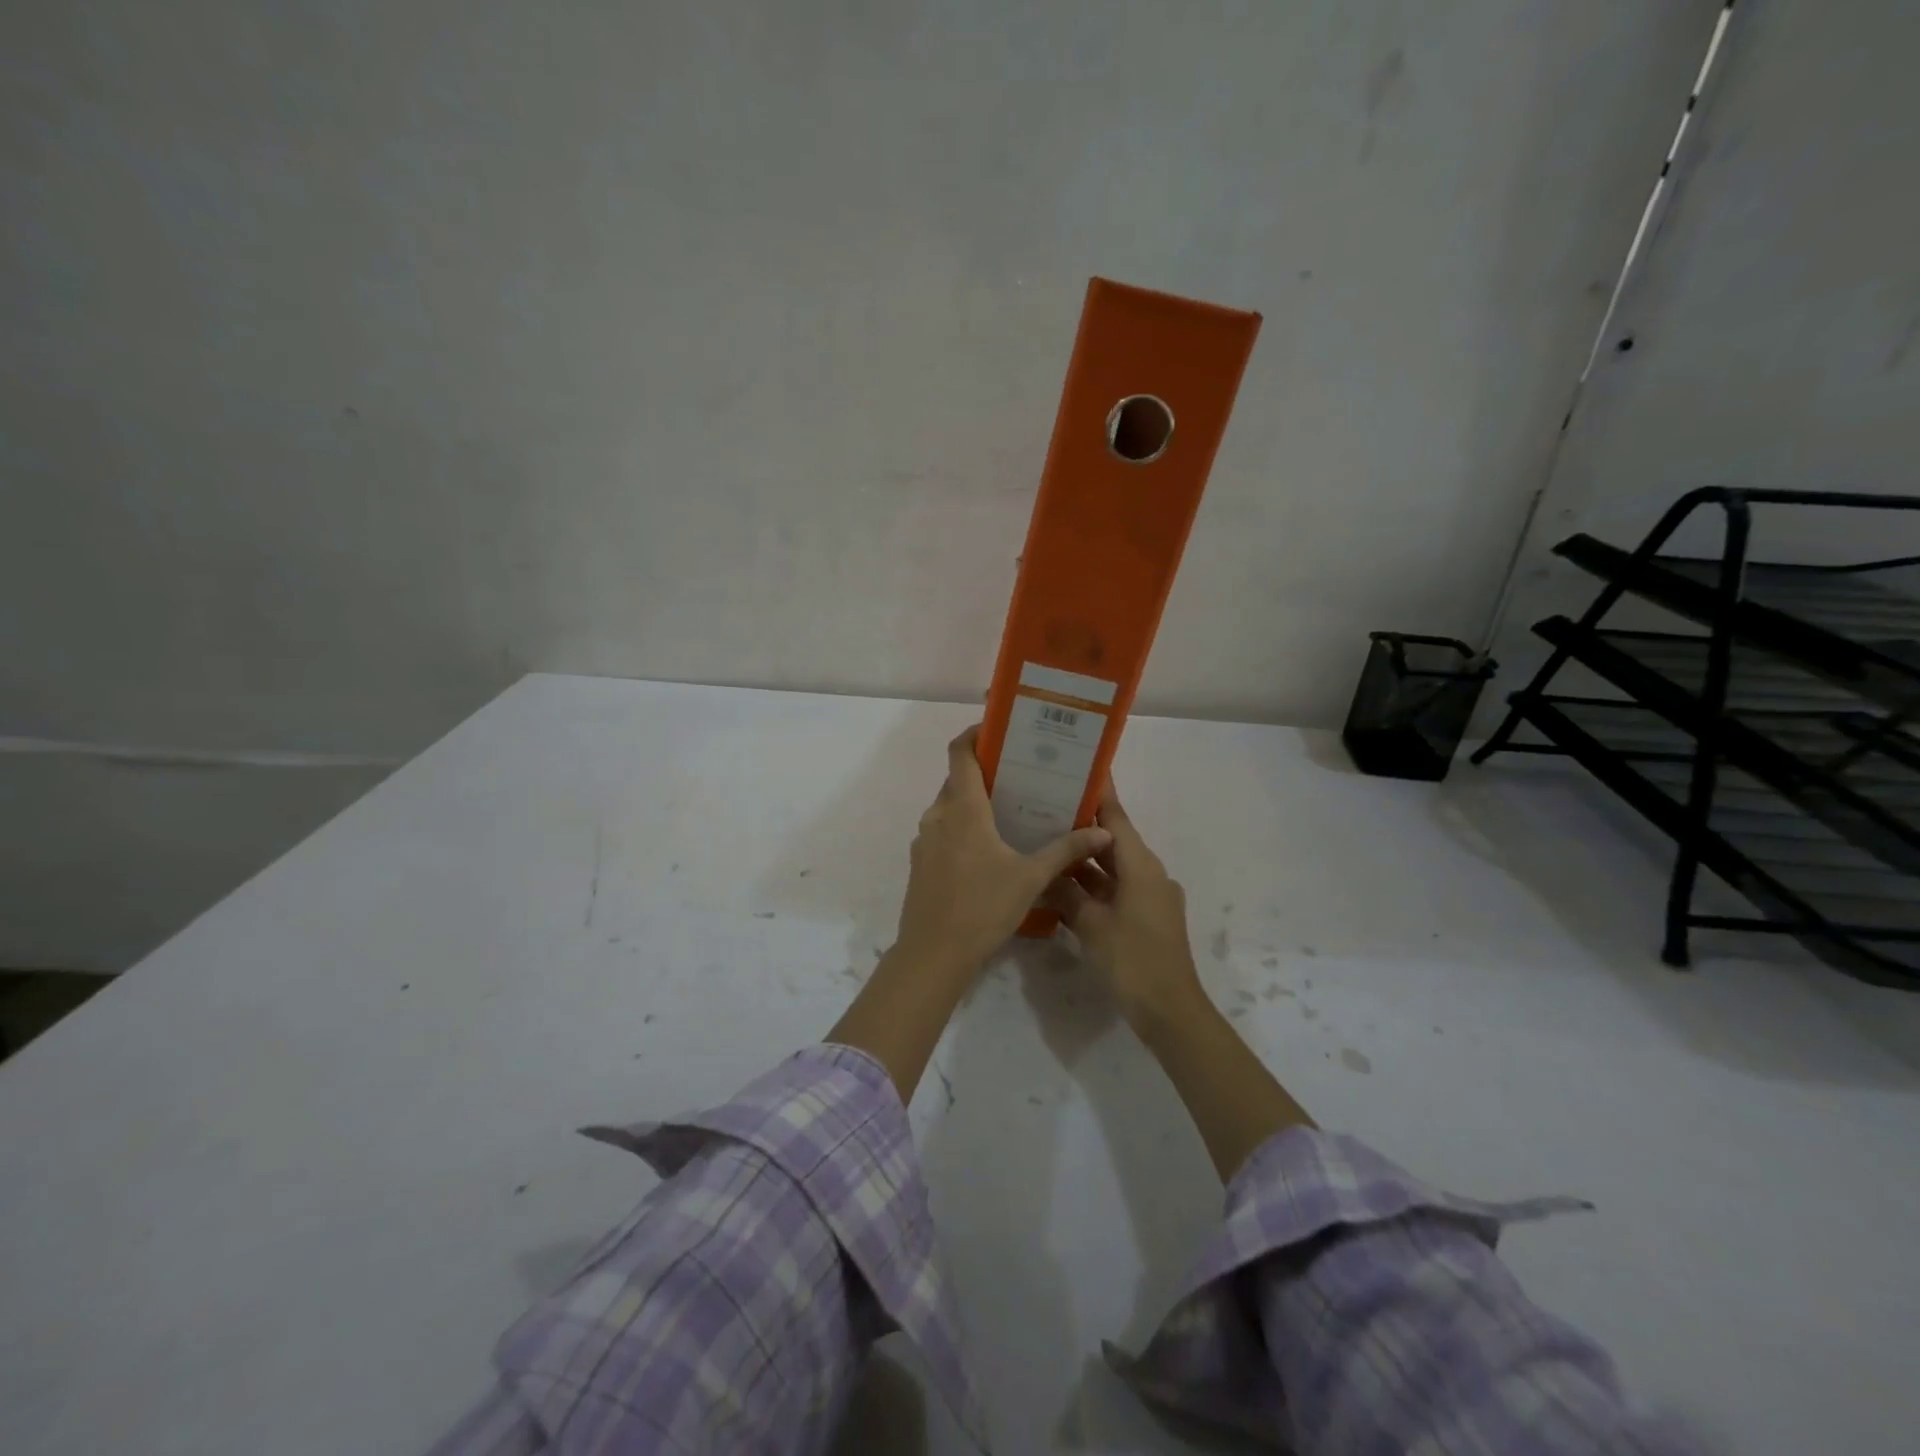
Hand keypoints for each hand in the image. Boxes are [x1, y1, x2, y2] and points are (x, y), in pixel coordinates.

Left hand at [893, 726, 1112, 978]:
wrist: (933, 954)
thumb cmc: (983, 907)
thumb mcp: (1031, 878)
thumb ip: (1066, 850)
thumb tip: (1102, 831)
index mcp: (963, 809)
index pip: (961, 753)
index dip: (975, 735)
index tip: (999, 730)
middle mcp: (938, 816)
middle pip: (958, 779)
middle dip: (985, 773)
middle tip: (1021, 776)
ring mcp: (925, 840)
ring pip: (949, 807)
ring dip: (974, 803)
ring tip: (1010, 812)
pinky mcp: (920, 862)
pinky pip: (942, 831)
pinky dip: (962, 828)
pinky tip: (988, 850)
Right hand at [1044, 785, 1206, 1036]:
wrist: (1169, 1009)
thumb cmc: (1132, 959)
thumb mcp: (1090, 924)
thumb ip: (1066, 893)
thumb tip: (1044, 873)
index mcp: (1141, 865)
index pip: (1116, 817)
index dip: (1099, 793)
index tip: (1080, 768)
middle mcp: (1149, 873)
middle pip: (1113, 840)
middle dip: (1083, 825)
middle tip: (1047, 807)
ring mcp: (1150, 897)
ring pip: (1112, 867)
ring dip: (1085, 859)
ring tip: (1047, 842)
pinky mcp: (1145, 918)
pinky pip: (1115, 889)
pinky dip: (1092, 885)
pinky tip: (1062, 885)